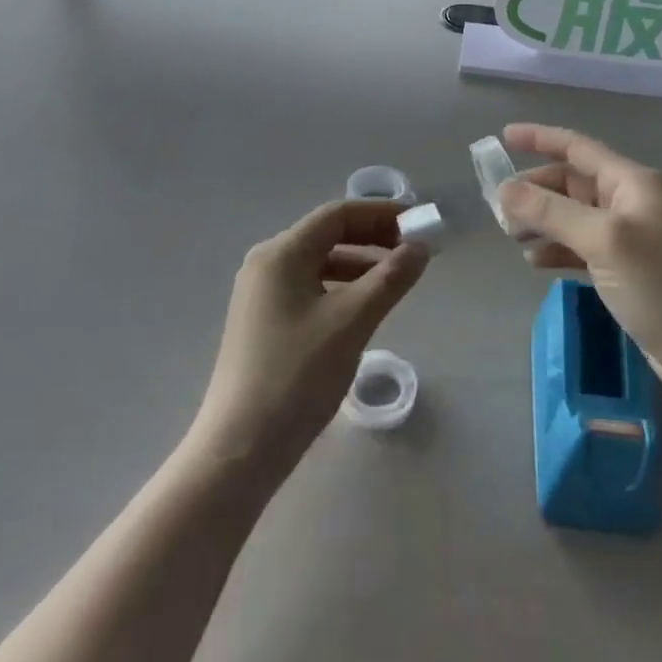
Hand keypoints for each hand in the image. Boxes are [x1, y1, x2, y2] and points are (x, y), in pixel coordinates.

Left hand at [190, 201, 428, 484]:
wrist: (241, 448)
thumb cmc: (297, 376)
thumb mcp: (352, 322)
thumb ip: (390, 278)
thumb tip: (420, 247)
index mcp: (281, 254)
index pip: (338, 214)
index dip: (381, 213)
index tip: (418, 223)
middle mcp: (267, 264)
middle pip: (327, 235)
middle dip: (373, 237)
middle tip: (413, 250)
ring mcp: (262, 294)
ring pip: (320, 263)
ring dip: (360, 264)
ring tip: (396, 279)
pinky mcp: (264, 321)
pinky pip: (310, 287)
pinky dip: (341, 287)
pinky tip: (364, 307)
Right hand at [498, 124, 661, 396]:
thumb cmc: (657, 283)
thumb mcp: (602, 240)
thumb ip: (551, 211)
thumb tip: (504, 189)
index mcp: (631, 182)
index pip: (578, 147)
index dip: (540, 139)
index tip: (504, 136)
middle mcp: (629, 201)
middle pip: (571, 183)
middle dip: (535, 191)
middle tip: (500, 210)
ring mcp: (627, 235)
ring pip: (572, 215)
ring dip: (541, 220)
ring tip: (512, 237)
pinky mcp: (624, 267)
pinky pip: (580, 245)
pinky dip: (556, 248)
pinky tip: (536, 262)